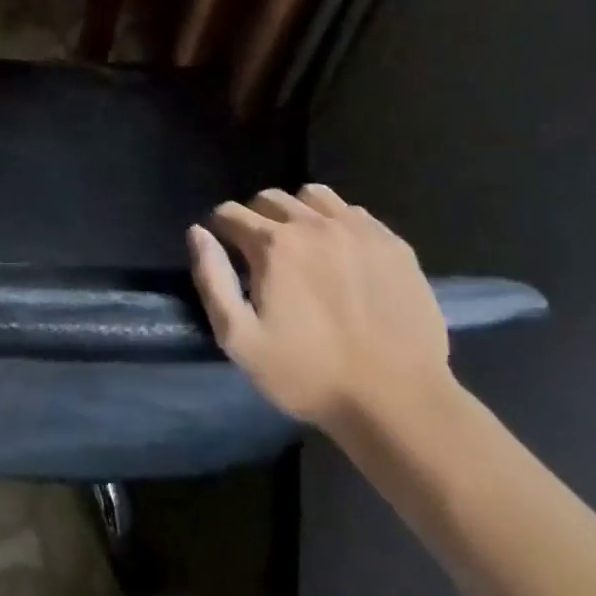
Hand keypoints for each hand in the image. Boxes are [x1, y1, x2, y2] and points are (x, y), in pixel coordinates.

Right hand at [187, 184, 450, 433]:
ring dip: (297, 212)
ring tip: (301, 245)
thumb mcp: (240, 339)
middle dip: (255, 217)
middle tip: (261, 254)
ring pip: (313, 196)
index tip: (227, 253)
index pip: (230, 212)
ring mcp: (358, 229)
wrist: (398, 400)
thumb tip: (197, 232)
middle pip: (269, 198)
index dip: (221, 230)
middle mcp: (313, 223)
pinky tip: (341, 255)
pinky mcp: (393, 243)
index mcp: (273, 244)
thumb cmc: (309, 374)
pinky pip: (353, 212)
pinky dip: (337, 223)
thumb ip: (212, 279)